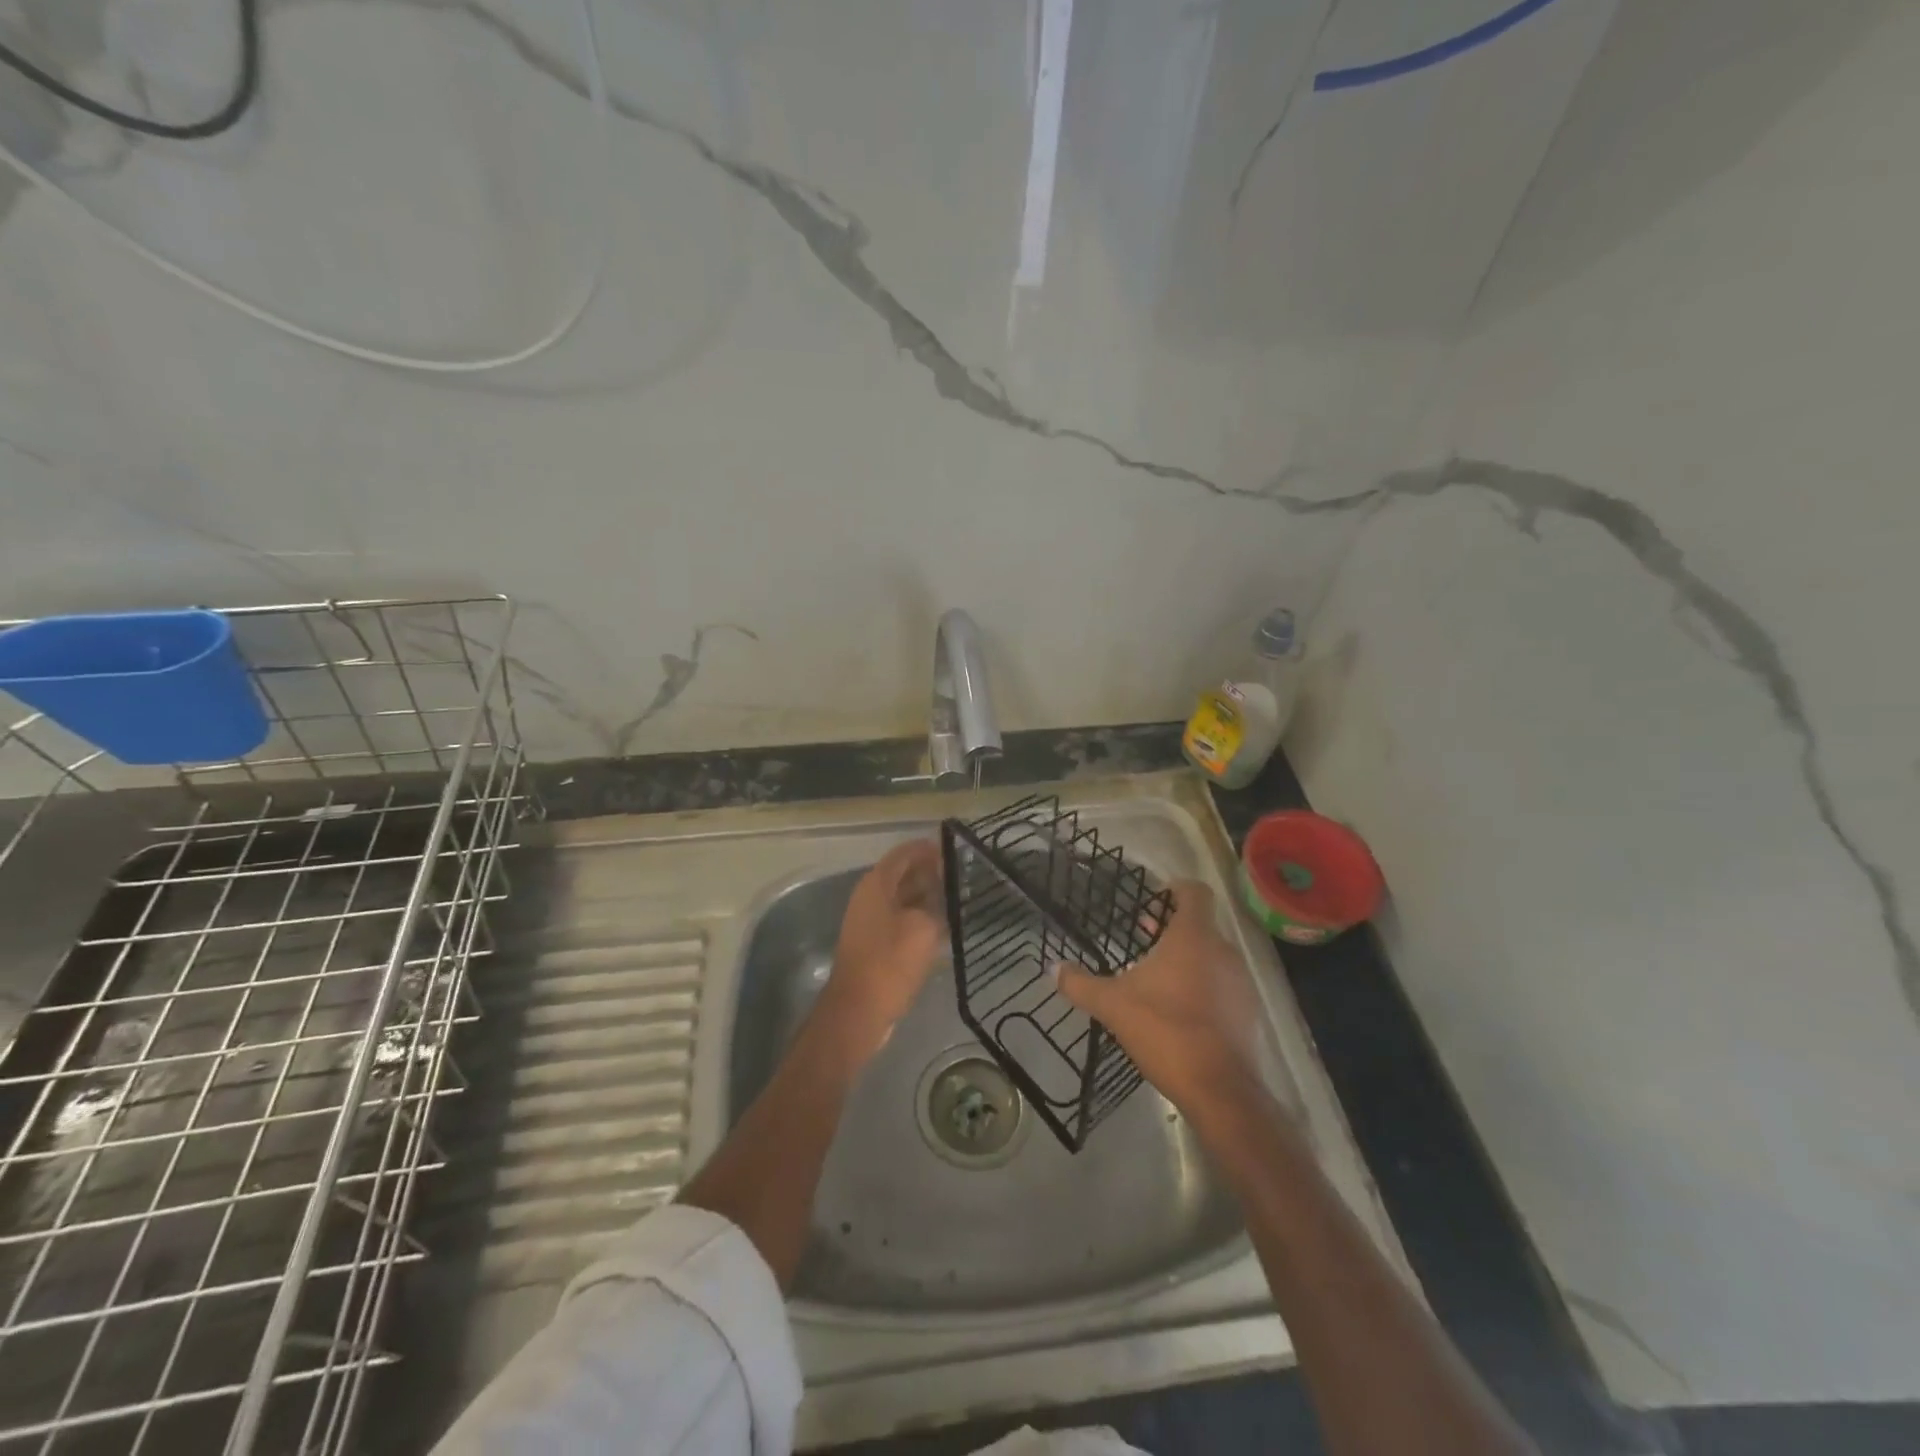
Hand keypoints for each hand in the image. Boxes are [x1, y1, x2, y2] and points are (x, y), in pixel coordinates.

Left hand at [814, 838, 945, 1063]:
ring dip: (926, 895)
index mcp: (876, 885)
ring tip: (956, 897)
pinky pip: (901, 919)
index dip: (927, 849)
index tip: (953, 849)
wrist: (859, 1010)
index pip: (903, 854)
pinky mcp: (875, 944)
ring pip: (902, 898)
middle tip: (960, 874)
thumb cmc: (890, 962)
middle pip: (902, 874)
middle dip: (929, 871)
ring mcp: (870, 921)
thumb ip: (935, 906)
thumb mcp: (923, 929)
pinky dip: (920, 916)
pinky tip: (942, 925)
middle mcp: (870, 897)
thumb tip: (941, 899)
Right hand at [1056, 879, 1267, 1118]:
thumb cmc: (1164, 1029)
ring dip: (1189, 958)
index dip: (1176, 889)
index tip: (1154, 898)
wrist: (1219, 1089)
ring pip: (1213, 955)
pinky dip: (1204, 986)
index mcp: (1192, 937)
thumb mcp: (1112, 1005)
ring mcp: (1240, 981)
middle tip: (1145, 936)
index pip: (1195, 892)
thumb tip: (1052, 968)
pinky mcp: (1247, 1011)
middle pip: (1201, 924)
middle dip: (1173, 928)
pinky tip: (1181, 1009)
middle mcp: (1222, 950)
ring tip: (1159, 976)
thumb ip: (1081, 984)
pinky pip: (1223, 984)